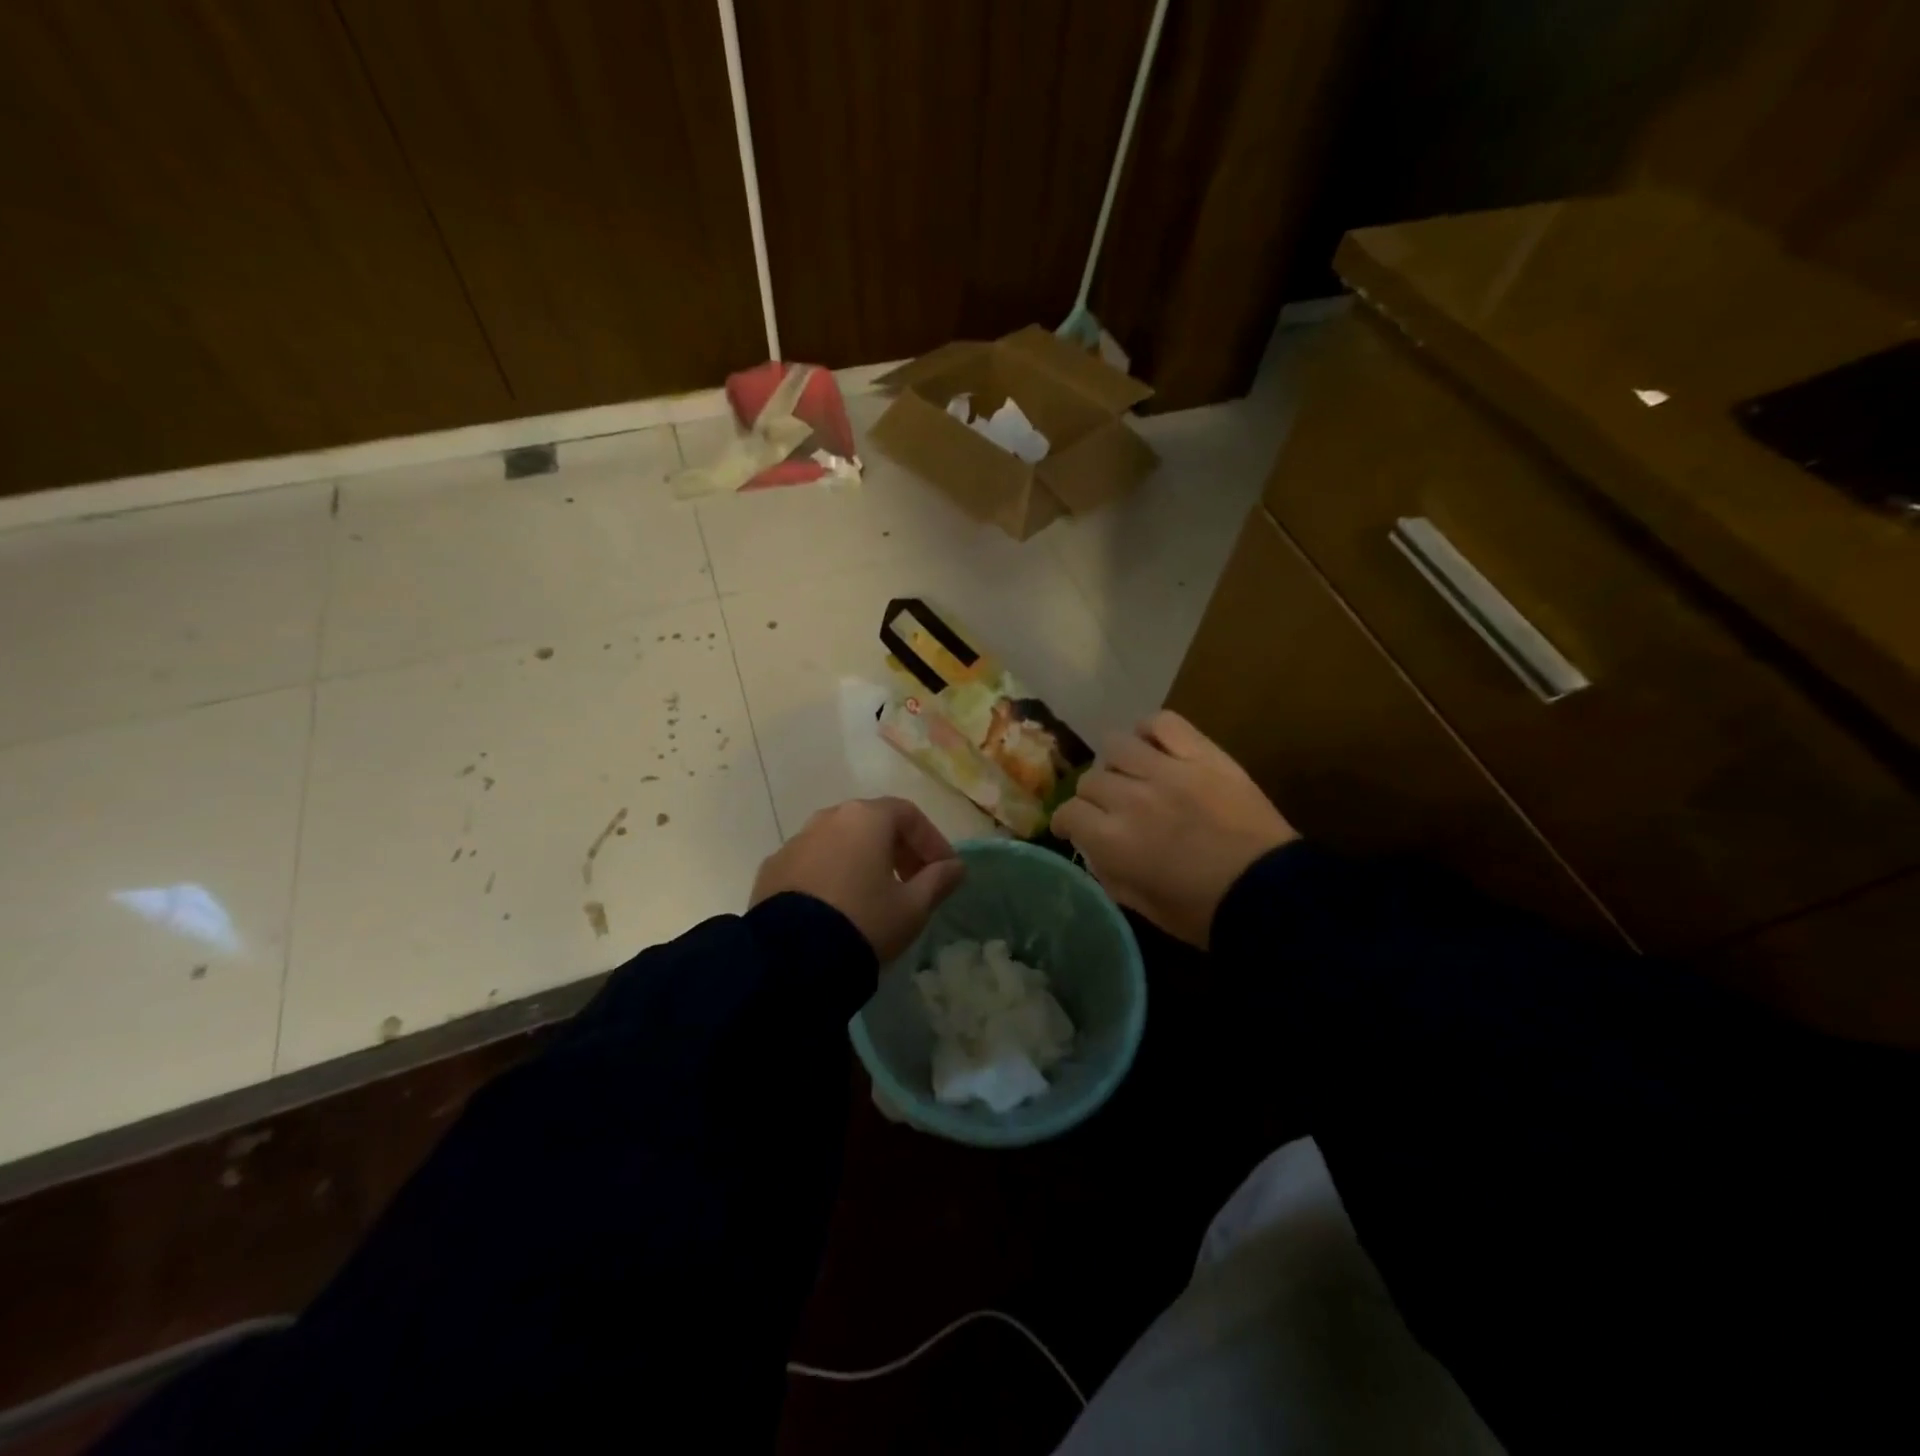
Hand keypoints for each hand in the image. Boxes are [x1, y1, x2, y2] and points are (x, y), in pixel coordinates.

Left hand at [750, 797, 966, 961]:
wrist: (791, 956)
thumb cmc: (865, 921)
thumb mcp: (912, 907)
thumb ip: (937, 881)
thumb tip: (955, 867)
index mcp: (866, 817)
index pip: (909, 815)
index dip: (932, 841)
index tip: (944, 870)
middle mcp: (828, 818)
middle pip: (873, 823)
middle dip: (898, 849)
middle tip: (914, 882)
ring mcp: (796, 841)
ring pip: (840, 841)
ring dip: (863, 860)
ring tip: (876, 895)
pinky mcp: (773, 867)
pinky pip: (813, 862)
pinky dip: (832, 874)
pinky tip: (838, 905)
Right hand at [1052, 711, 1295, 946]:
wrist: (1273, 895)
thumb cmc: (1205, 912)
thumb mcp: (1144, 906)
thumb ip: (1110, 875)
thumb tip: (1094, 850)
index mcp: (1114, 840)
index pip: (1069, 812)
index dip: (1067, 821)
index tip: (1073, 828)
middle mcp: (1132, 798)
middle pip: (1091, 779)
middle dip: (1093, 798)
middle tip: (1109, 809)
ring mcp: (1169, 771)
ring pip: (1117, 745)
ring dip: (1116, 764)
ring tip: (1131, 775)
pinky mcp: (1204, 756)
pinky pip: (1164, 723)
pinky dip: (1150, 730)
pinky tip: (1152, 746)